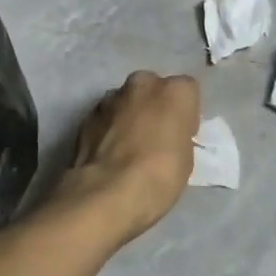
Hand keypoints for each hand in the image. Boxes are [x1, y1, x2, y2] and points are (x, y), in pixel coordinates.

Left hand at [53, 71, 199, 244]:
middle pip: (153, 88)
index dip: (185, 113)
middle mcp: (142, 83)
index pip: (187, 90)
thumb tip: (166, 137)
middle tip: (156, 136)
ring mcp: (111, 97)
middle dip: (154, 106)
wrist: (108, 192)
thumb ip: (177, 135)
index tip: (182, 135)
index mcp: (174, 91)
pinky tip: (110, 154)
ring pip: (126, 100)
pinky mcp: (87, 115)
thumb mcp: (186, 158)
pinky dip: (109, 128)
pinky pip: (106, 117)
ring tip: (129, 148)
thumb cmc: (159, 175)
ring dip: (129, 115)